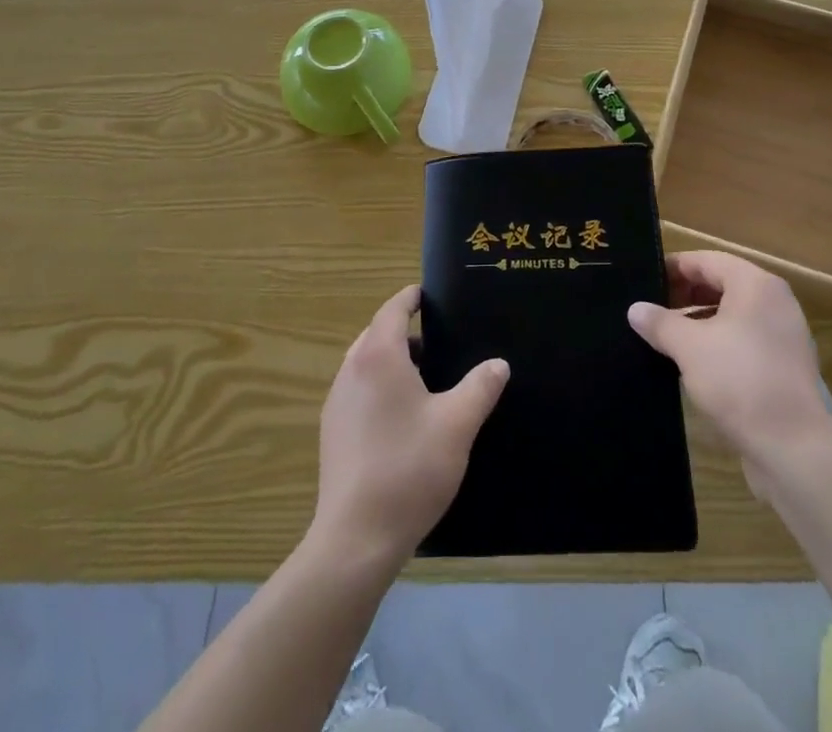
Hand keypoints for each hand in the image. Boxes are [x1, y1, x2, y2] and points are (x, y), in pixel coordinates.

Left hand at [312, 285, 508, 567]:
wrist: (356, 537)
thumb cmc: (409, 468)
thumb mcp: (457, 424)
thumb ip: (480, 387)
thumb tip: (498, 364)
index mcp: (378, 356)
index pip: (392, 309)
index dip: (411, 297)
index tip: (429, 294)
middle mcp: (351, 370)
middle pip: (376, 335)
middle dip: (404, 331)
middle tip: (439, 341)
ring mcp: (337, 402)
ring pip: (365, 364)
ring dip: (392, 361)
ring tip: (426, 379)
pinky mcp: (332, 432)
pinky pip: (357, 391)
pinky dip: (379, 387)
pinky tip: (403, 417)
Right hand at [627, 251, 831, 499]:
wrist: (794, 449)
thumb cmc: (739, 381)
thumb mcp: (689, 347)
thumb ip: (660, 323)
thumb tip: (635, 309)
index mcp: (755, 285)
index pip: (706, 260)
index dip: (673, 267)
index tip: (644, 280)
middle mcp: (774, 301)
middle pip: (721, 283)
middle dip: (685, 294)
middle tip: (651, 309)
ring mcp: (784, 335)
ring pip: (733, 313)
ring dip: (699, 319)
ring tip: (666, 336)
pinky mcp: (785, 366)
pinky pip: (745, 339)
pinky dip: (718, 341)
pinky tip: (694, 362)